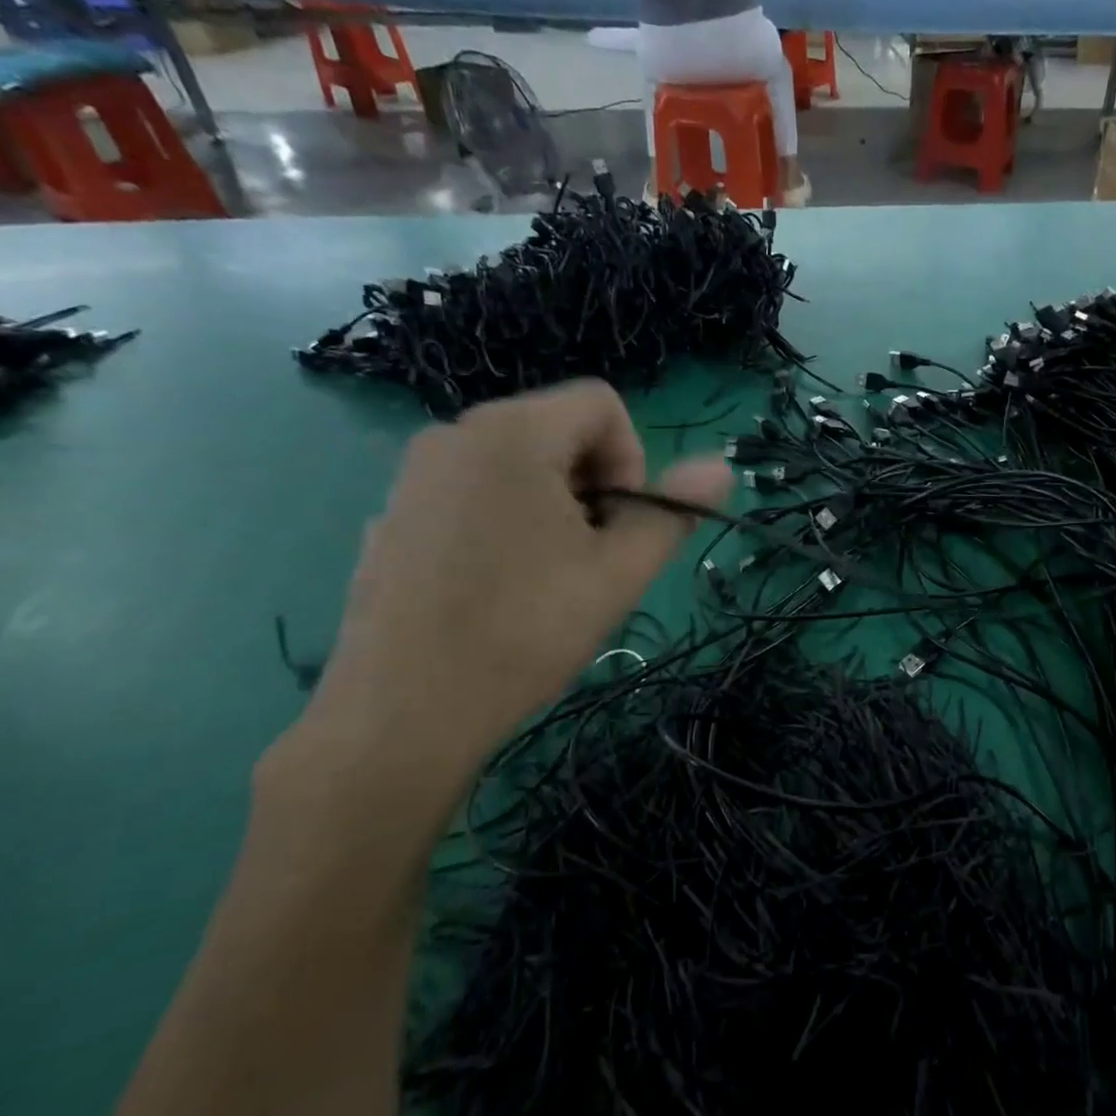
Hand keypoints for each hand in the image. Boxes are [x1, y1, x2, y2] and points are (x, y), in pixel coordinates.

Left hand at [267, 381, 730, 852]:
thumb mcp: (620, 571)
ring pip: (517, 462)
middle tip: (591, 556)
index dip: (632, 458)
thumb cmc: (526, 631)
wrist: (404, 712)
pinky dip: (505, 519)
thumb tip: (722, 467)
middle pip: (558, 429)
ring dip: (554, 504)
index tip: (620, 524)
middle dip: (594, 483)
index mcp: (513, 433)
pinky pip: (472, 491)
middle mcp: (454, 433)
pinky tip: (497, 587)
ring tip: (549, 575)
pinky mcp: (393, 514)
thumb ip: (673, 511)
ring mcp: (414, 475)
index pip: (601, 403)